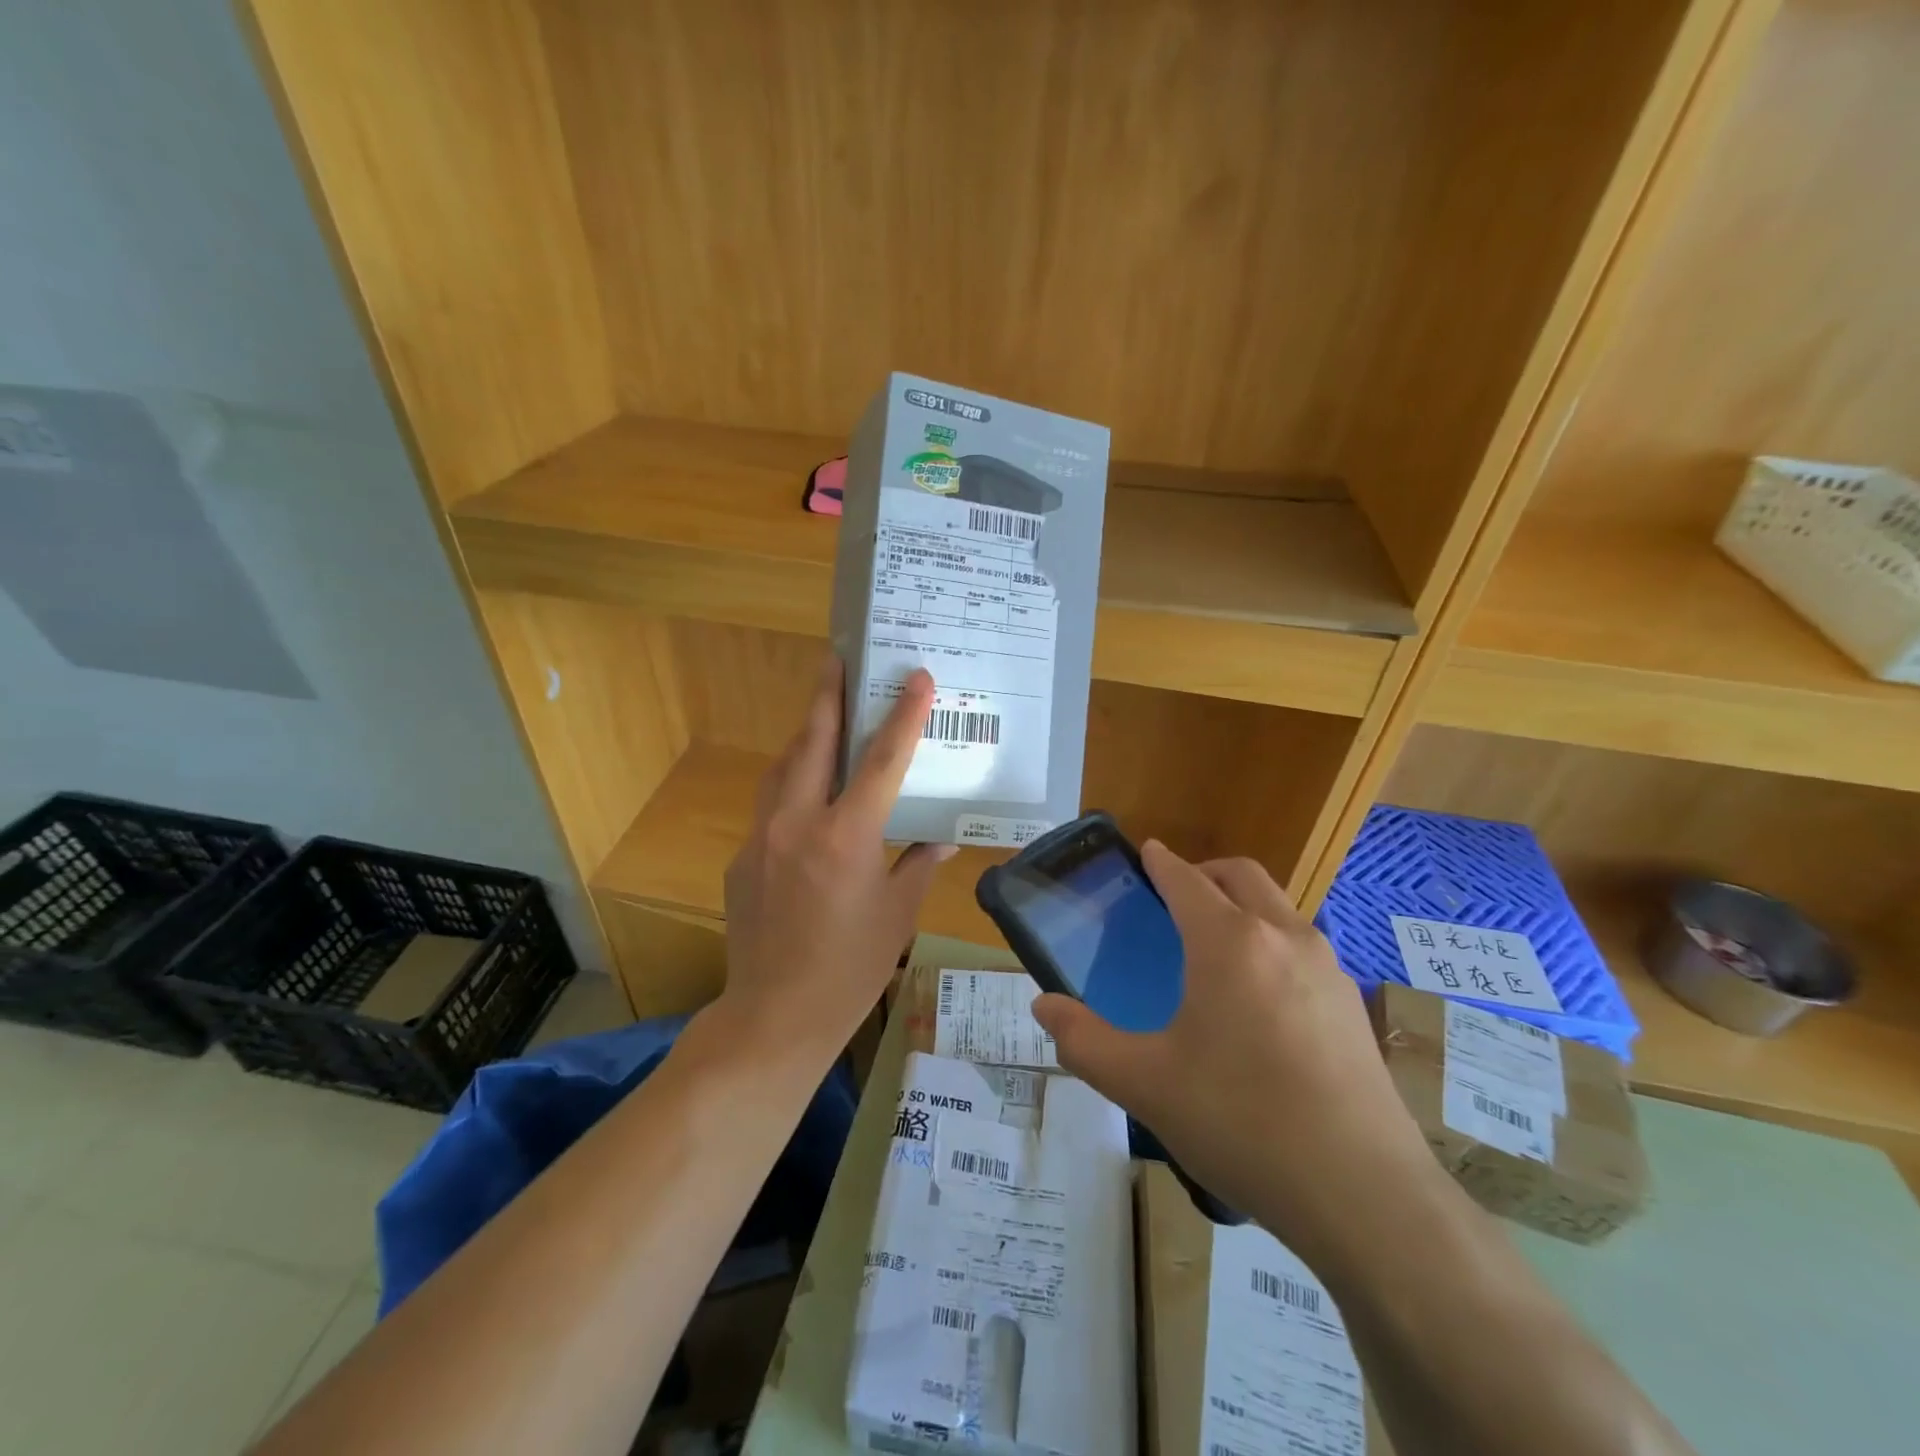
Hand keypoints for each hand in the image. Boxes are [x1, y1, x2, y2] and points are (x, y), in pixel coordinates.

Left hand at [720, 657, 954, 1057]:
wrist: (774, 1016)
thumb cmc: (850, 969)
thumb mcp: (899, 914)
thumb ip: (919, 864)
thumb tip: (943, 837)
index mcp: (846, 835)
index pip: (881, 760)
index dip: (903, 715)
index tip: (916, 677)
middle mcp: (798, 822)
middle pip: (814, 741)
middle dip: (828, 695)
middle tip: (836, 659)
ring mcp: (762, 837)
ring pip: (783, 767)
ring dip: (806, 735)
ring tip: (824, 715)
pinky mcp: (742, 857)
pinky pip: (770, 805)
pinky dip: (791, 786)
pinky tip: (806, 798)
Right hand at [1030, 841, 1437, 1259]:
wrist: (1364, 1194)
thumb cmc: (1241, 1121)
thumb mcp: (1144, 1084)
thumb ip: (1084, 1040)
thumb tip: (1043, 1006)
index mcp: (1228, 942)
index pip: (1187, 880)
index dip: (1161, 862)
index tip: (1146, 851)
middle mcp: (1283, 937)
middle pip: (1242, 875)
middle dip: (1205, 872)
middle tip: (1174, 896)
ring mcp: (1328, 968)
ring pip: (1279, 908)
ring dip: (1243, 904)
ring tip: (1214, 946)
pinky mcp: (1354, 1005)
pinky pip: (1305, 947)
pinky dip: (1273, 941)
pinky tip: (1260, 998)